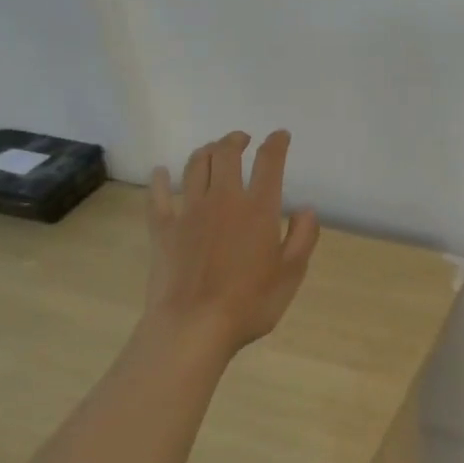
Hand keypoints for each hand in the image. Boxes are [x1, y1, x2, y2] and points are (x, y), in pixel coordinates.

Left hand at [146, 130, 320, 352]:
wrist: (193, 326)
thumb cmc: (250, 303)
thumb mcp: (292, 273)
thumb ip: (303, 236)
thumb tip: (306, 209)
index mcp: (258, 209)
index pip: (269, 163)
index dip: (276, 144)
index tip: (280, 136)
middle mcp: (223, 200)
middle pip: (226, 155)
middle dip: (235, 140)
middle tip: (242, 139)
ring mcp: (189, 212)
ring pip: (195, 167)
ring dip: (205, 151)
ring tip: (213, 149)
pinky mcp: (163, 229)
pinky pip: (158, 196)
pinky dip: (160, 180)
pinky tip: (160, 172)